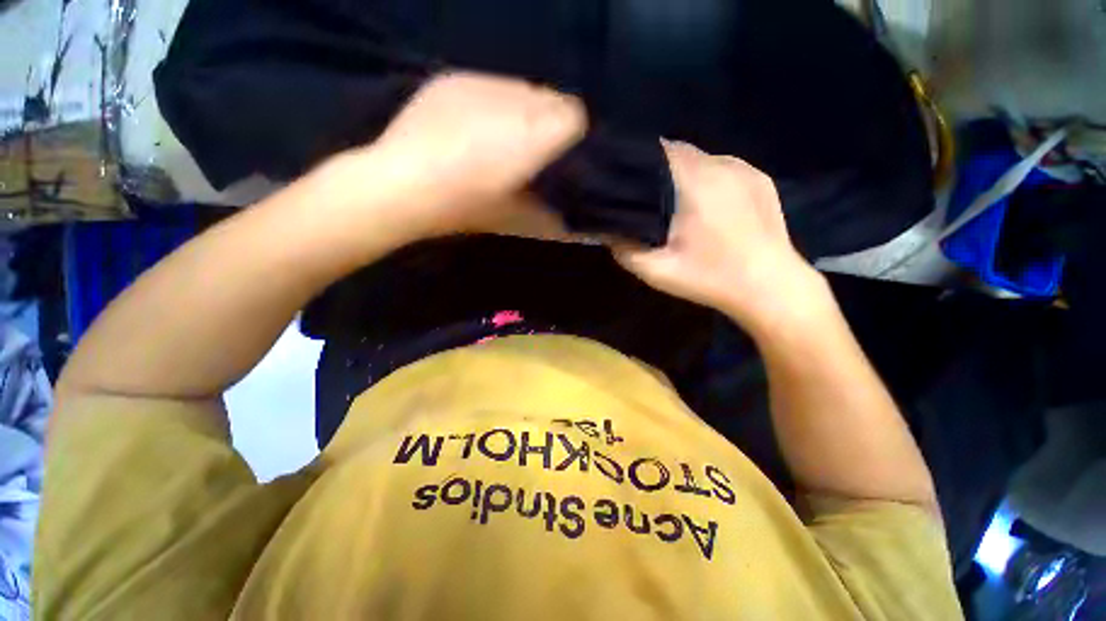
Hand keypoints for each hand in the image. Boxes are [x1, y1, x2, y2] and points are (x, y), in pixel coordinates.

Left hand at [321, 72, 585, 240]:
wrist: (400, 187)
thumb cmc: (464, 208)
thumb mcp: (514, 220)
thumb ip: (549, 215)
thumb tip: (568, 222)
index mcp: (534, 137)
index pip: (574, 115)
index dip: (571, 133)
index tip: (560, 153)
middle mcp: (513, 101)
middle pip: (550, 96)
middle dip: (549, 120)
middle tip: (531, 147)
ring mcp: (480, 84)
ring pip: (521, 87)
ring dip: (521, 109)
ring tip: (501, 135)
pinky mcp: (453, 79)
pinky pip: (488, 83)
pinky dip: (492, 102)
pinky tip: (473, 125)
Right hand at [612, 141, 828, 337]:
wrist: (770, 288)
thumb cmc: (710, 279)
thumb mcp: (658, 272)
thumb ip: (626, 250)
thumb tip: (607, 231)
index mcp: (696, 184)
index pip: (660, 151)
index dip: (639, 161)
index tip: (627, 179)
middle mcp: (722, 166)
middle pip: (681, 151)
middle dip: (660, 167)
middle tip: (648, 195)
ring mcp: (746, 170)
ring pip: (703, 158)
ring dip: (684, 172)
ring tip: (676, 200)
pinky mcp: (761, 179)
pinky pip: (724, 167)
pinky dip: (708, 177)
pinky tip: (707, 204)